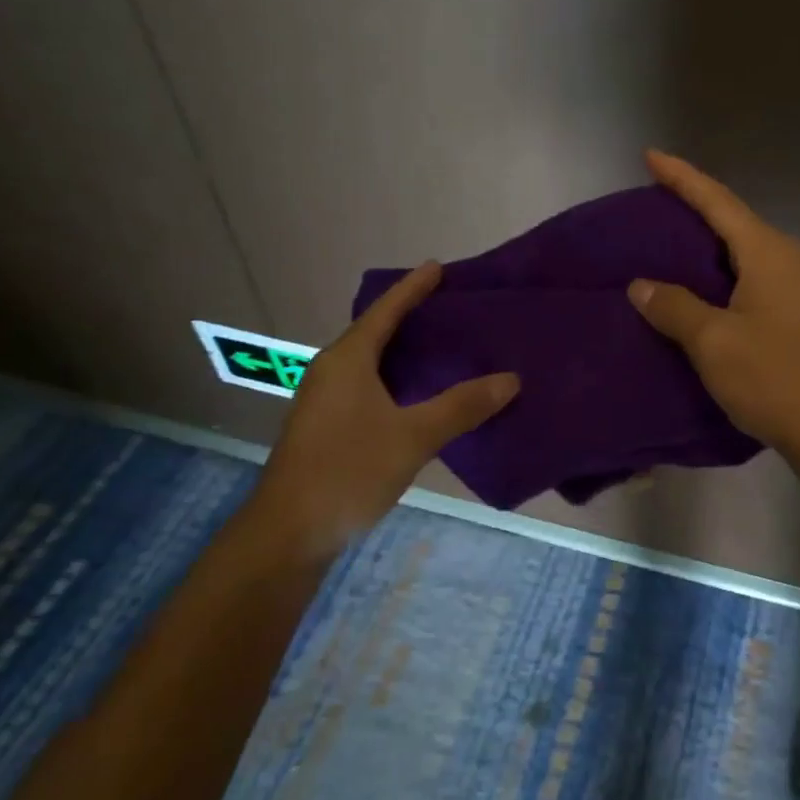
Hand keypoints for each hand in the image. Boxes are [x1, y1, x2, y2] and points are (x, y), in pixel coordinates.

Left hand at [246, 263, 518, 556]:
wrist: (289, 532)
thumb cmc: (348, 471)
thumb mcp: (413, 437)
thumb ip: (462, 406)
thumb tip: (510, 379)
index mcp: (348, 360)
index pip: (385, 311)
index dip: (413, 288)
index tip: (438, 267)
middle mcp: (332, 370)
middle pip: (376, 331)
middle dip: (411, 316)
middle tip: (452, 307)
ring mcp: (325, 399)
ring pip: (371, 361)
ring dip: (403, 349)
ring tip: (443, 345)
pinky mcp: (327, 425)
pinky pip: (368, 384)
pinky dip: (396, 377)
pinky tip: (419, 393)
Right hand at [629, 150, 799, 455]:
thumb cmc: (774, 378)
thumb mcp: (714, 342)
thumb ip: (675, 307)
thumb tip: (642, 285)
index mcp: (768, 253)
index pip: (718, 201)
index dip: (682, 178)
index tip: (650, 156)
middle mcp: (789, 258)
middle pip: (734, 221)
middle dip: (694, 209)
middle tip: (652, 206)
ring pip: (745, 251)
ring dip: (709, 245)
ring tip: (669, 247)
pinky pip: (754, 276)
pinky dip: (723, 273)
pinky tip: (702, 289)